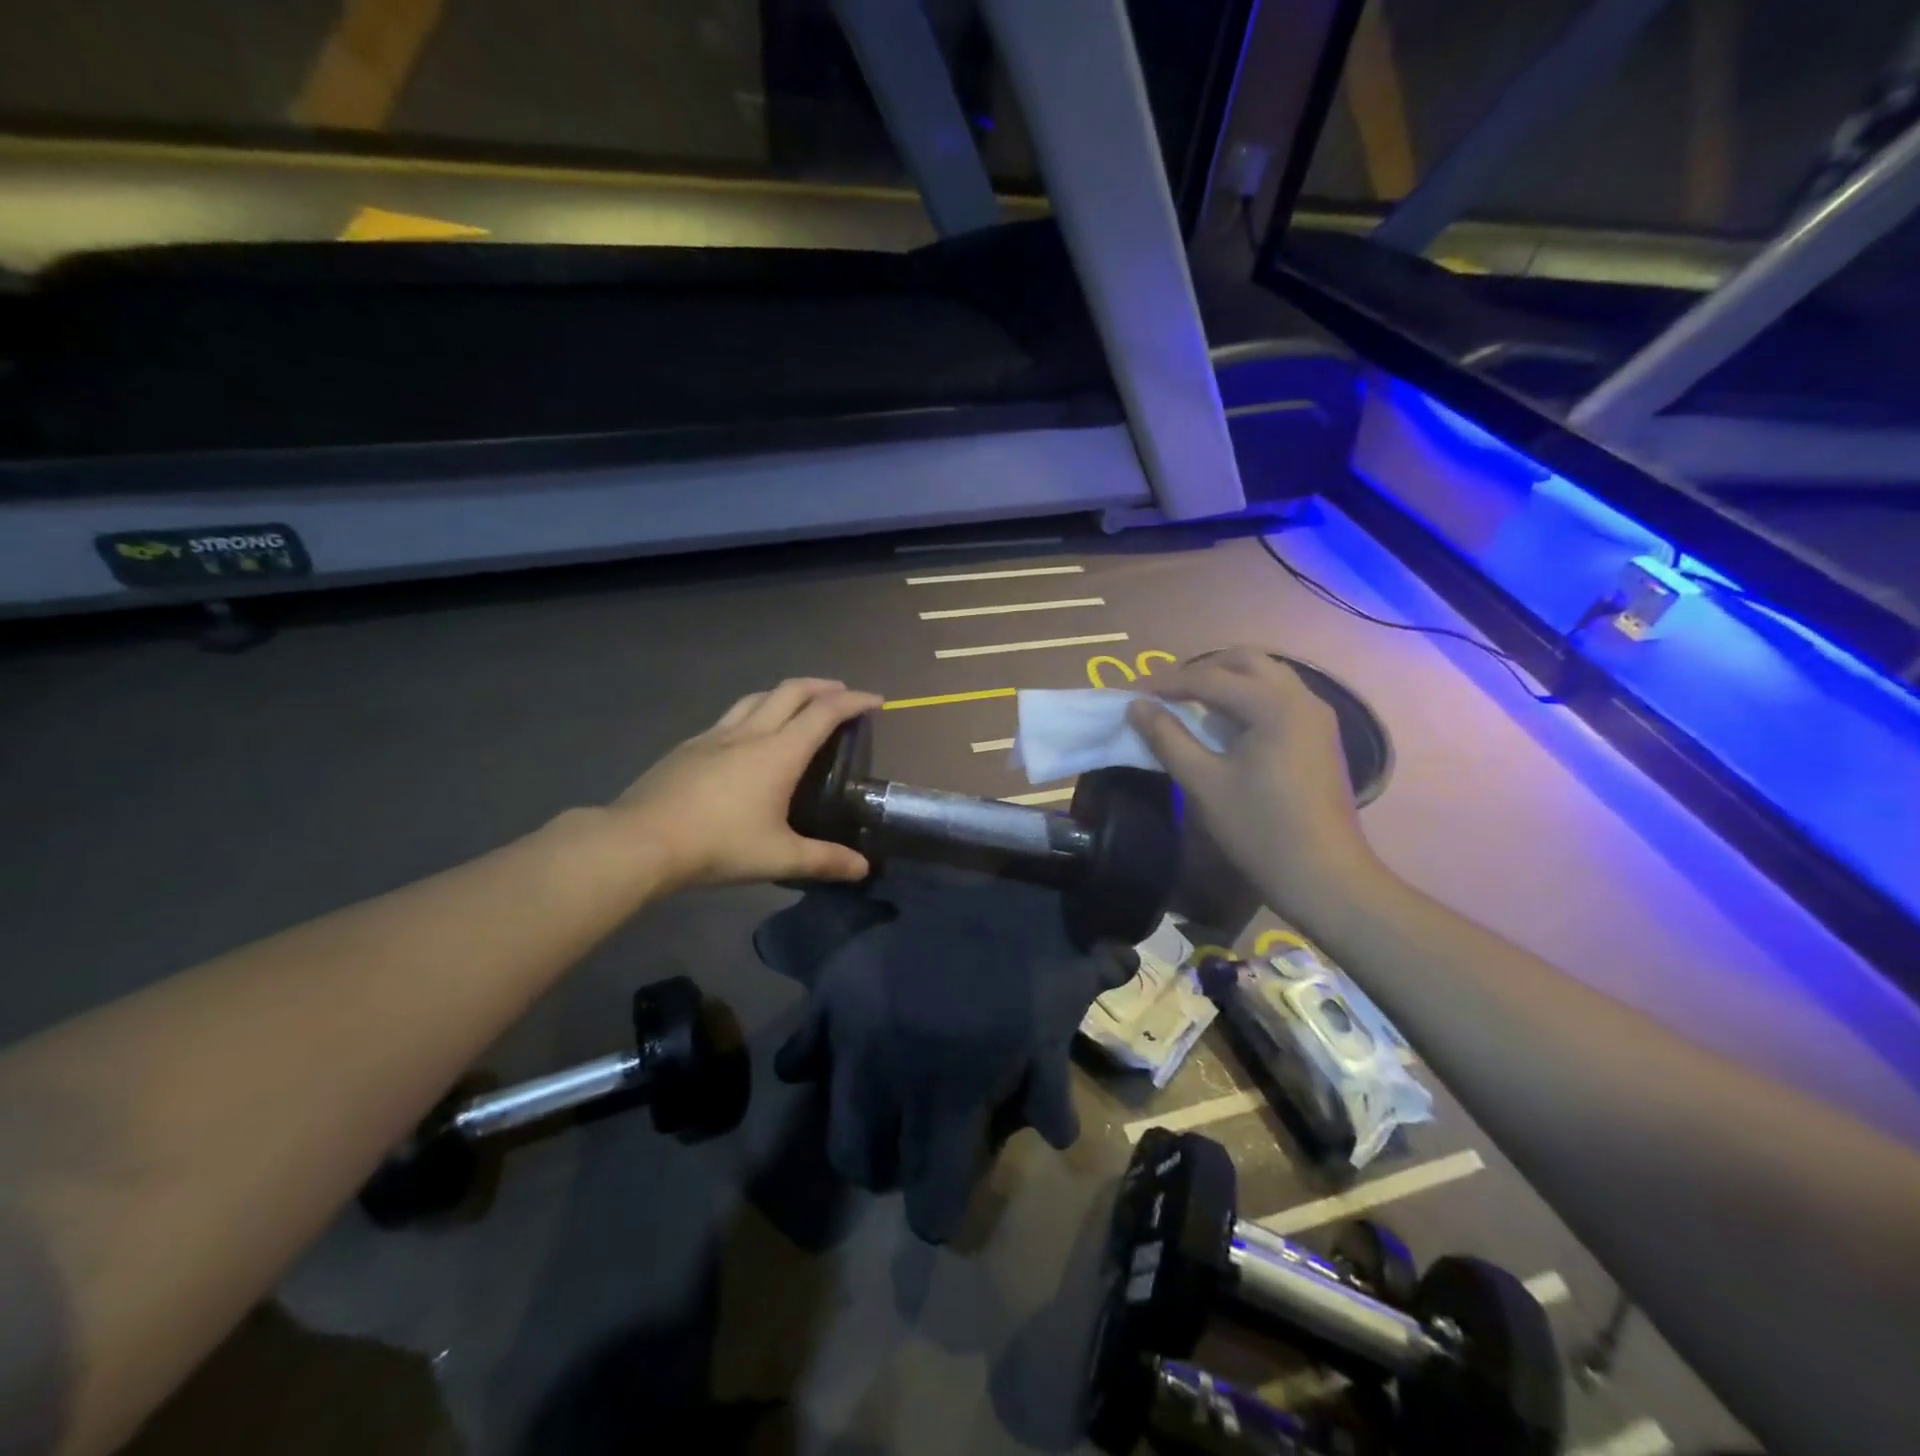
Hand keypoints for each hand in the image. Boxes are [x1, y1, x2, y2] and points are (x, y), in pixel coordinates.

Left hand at [612, 678, 881, 890]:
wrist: (641, 841)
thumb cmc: (718, 845)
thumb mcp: (779, 857)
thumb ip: (824, 861)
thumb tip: (863, 869)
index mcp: (778, 753)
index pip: (825, 712)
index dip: (854, 701)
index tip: (876, 700)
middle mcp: (750, 733)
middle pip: (791, 691)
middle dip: (823, 686)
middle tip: (842, 694)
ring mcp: (715, 735)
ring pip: (757, 697)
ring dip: (786, 693)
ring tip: (799, 705)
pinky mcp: (689, 745)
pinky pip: (731, 716)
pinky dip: (754, 711)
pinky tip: (748, 735)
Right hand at [757, 865, 1134, 1242]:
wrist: (993, 878)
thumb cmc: (1034, 955)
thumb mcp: (1056, 1024)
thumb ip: (1051, 1089)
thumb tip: (1057, 1140)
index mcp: (950, 1097)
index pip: (930, 1195)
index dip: (937, 1210)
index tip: (940, 1207)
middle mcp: (891, 1080)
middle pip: (867, 1163)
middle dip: (890, 1169)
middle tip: (909, 1148)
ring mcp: (854, 1036)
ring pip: (835, 1119)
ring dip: (856, 1128)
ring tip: (876, 1110)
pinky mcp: (832, 993)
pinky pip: (801, 1046)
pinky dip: (809, 1060)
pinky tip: (825, 1056)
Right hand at [1127, 647, 1380, 917]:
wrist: (1324, 876)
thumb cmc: (1260, 829)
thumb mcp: (1203, 783)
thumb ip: (1167, 738)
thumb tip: (1136, 707)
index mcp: (1274, 705)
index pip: (1210, 677)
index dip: (1167, 683)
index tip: (1134, 695)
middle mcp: (1301, 698)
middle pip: (1245, 661)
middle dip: (1201, 670)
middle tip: (1166, 693)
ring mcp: (1317, 716)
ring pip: (1266, 676)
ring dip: (1227, 681)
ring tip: (1192, 705)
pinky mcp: (1320, 736)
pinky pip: (1279, 697)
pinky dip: (1248, 698)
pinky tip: (1226, 726)